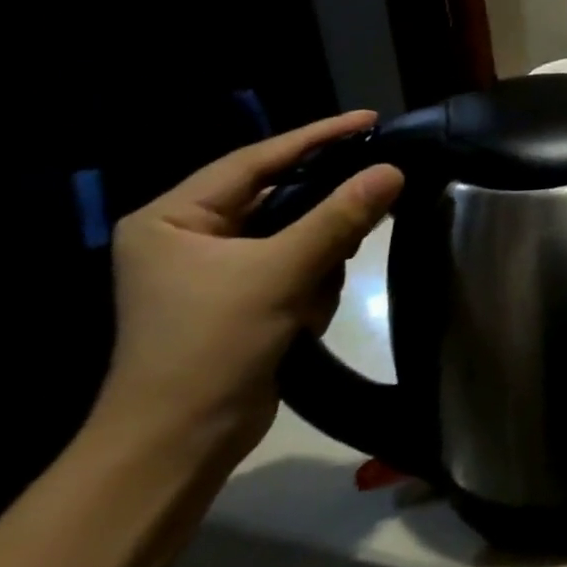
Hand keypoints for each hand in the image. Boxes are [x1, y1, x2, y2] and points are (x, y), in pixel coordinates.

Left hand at [97, 112, 404, 469]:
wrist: (178, 446)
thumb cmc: (211, 347)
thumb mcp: (281, 273)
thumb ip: (339, 217)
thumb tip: (393, 169)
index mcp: (173, 218)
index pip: (256, 160)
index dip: (317, 136)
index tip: (370, 119)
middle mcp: (189, 236)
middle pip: (278, 196)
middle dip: (323, 210)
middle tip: (375, 195)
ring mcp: (214, 269)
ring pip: (294, 233)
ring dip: (318, 258)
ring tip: (316, 290)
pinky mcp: (239, 298)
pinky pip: (293, 265)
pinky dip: (311, 283)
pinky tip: (306, 315)